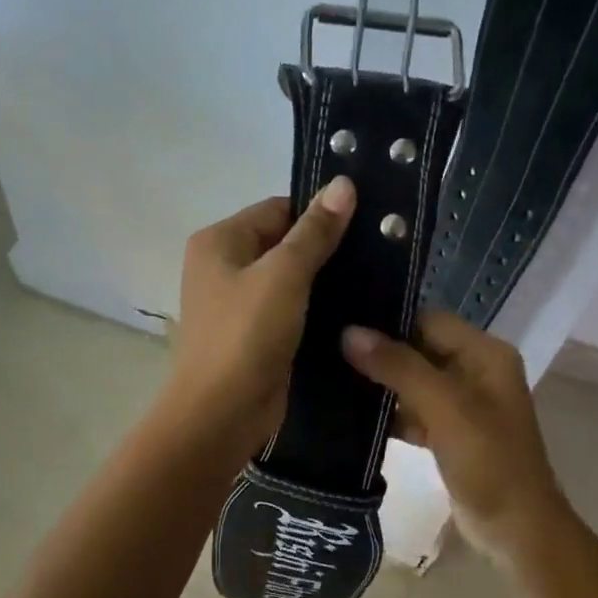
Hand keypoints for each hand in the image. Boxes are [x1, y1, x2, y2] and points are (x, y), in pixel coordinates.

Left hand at [165, 178, 355, 460]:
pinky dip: (316, 308)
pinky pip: (290, 309)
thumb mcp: (284, 276)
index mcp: (219, 240)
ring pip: (290, 279)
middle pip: (283, 242)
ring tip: (375, 278)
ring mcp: (237, 303)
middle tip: (378, 251)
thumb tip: (343, 183)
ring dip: (324, 280)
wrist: (221, 414)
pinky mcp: (255, 334)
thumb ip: (314, 231)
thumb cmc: (246, 336)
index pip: (278, 209)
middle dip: (325, 248)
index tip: (367, 222)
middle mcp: (223, 266)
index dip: (320, 214)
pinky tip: (354, 310)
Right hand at [342, 312, 567, 559]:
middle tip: (327, 352)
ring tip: (331, 378)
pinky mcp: (450, 432)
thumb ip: (398, 367)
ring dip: (381, 384)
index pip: (428, 320)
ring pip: (413, 381)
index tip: (341, 324)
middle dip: (379, 353)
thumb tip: (349, 332)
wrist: (517, 530)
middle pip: (419, 348)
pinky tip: (353, 417)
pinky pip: (415, 411)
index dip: (388, 321)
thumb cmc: (488, 462)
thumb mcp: (444, 408)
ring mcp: (464, 404)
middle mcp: (476, 370)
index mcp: (485, 354)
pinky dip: (391, 414)